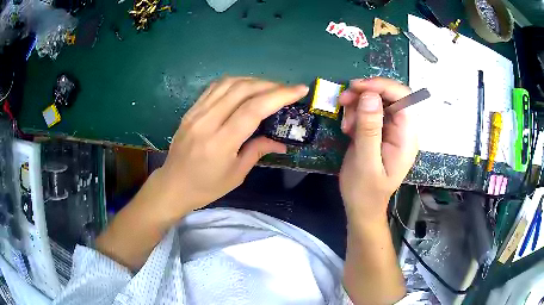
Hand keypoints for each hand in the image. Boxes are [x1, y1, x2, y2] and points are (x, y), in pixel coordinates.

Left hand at [154, 77, 308, 215]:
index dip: (279, 95)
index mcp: (220, 142)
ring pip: (228, 83)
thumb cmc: (206, 187)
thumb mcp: (236, 174)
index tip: (300, 90)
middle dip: (270, 85)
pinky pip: (215, 87)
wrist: (173, 185)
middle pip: (242, 90)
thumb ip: (258, 150)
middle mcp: (207, 121)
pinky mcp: (191, 110)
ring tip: (269, 87)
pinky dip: (235, 82)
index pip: (253, 109)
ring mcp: (196, 112)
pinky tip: (245, 87)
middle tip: (287, 90)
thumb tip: (281, 142)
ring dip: (253, 80)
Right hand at [338, 77, 417, 220]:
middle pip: (390, 96)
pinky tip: (348, 128)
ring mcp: (391, 130)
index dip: (382, 86)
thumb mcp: (365, 161)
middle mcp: (403, 129)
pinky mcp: (380, 132)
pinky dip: (356, 114)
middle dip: (366, 94)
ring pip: (377, 101)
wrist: (362, 207)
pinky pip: (369, 112)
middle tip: (344, 100)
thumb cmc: (365, 191)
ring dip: (358, 105)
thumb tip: (370, 95)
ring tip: (346, 124)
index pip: (403, 98)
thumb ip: (369, 129)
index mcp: (407, 137)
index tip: (357, 87)